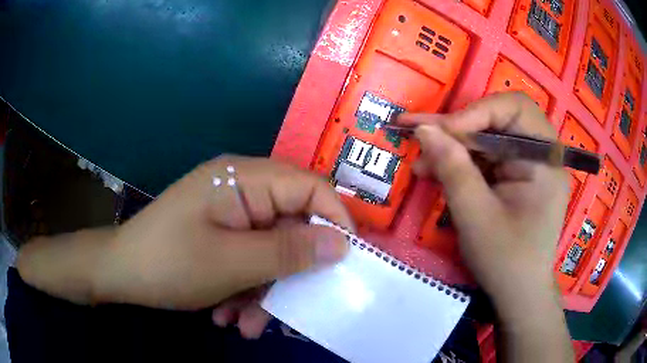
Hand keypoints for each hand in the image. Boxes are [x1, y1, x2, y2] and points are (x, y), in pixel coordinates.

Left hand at [18, 156, 352, 337]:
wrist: (120, 273)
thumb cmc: (169, 263)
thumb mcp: (232, 263)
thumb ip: (289, 253)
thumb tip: (341, 244)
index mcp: (243, 179)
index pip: (309, 187)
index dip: (335, 220)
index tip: (348, 260)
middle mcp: (241, 190)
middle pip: (290, 226)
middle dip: (289, 273)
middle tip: (290, 311)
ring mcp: (230, 214)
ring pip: (269, 251)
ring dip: (264, 291)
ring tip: (246, 324)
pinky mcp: (221, 234)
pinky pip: (249, 260)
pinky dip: (245, 289)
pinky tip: (227, 314)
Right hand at [402, 92, 568, 320]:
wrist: (519, 294)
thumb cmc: (505, 261)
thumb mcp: (476, 216)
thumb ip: (452, 169)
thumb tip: (425, 129)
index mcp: (545, 160)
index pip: (514, 108)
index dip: (475, 113)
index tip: (441, 133)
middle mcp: (542, 155)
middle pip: (499, 119)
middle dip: (460, 129)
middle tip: (423, 139)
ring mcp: (530, 165)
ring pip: (489, 137)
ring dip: (455, 147)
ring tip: (423, 164)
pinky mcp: (517, 177)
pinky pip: (488, 157)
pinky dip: (463, 162)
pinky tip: (438, 173)